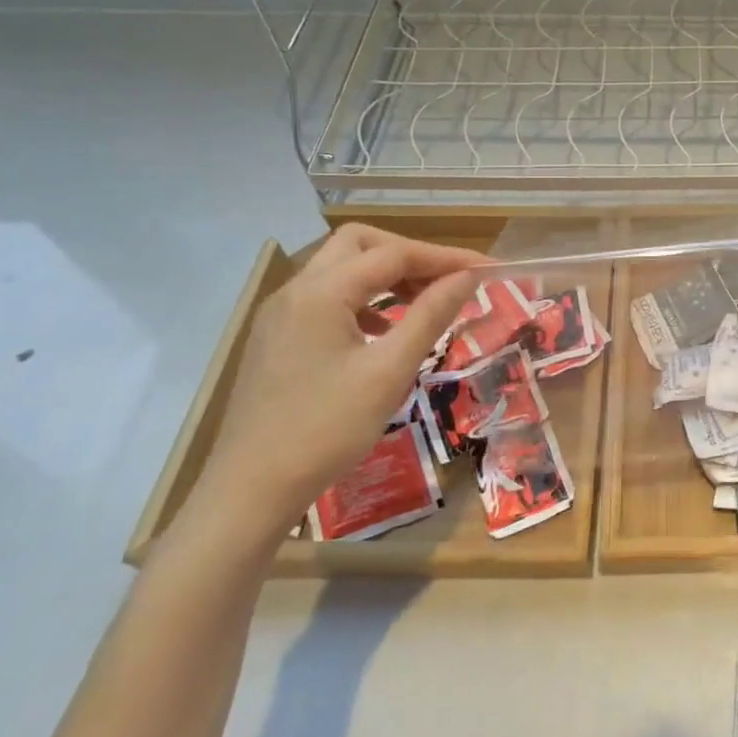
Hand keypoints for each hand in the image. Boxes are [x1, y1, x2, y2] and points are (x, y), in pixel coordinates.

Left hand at [183, 225, 485, 544]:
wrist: (249, 491)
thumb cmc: (326, 430)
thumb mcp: (389, 371)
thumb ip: (431, 315)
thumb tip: (468, 277)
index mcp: (321, 293)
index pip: (394, 254)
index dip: (446, 258)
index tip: (488, 269)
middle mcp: (296, 290)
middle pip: (360, 245)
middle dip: (410, 255)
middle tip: (448, 281)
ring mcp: (281, 314)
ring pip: (341, 268)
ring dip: (386, 275)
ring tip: (426, 301)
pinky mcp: (277, 337)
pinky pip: (327, 297)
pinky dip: (364, 299)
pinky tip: (386, 329)